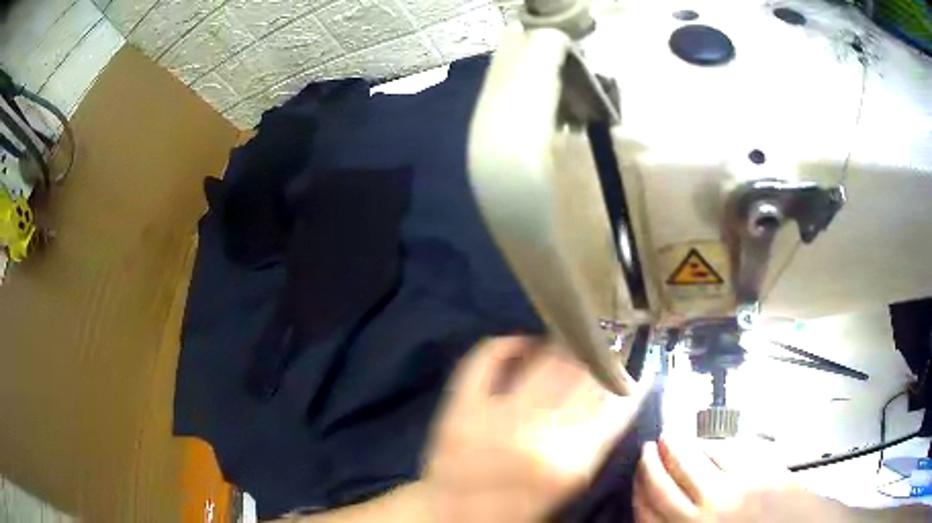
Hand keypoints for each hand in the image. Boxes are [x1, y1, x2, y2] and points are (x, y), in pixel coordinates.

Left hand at [424, 336, 642, 522]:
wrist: (454, 516)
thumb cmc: (519, 505)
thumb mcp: (570, 481)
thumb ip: (598, 439)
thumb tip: (620, 392)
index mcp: (572, 461)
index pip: (615, 402)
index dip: (627, 376)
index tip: (633, 359)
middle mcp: (539, 435)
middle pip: (582, 372)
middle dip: (598, 354)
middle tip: (601, 344)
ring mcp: (495, 418)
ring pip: (544, 360)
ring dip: (563, 346)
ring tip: (570, 342)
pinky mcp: (460, 406)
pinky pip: (487, 357)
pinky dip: (508, 344)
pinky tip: (523, 345)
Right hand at [634, 437, 851, 522]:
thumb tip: (664, 511)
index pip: (649, 512)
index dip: (638, 490)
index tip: (636, 473)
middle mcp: (703, 515)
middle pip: (665, 486)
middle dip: (652, 465)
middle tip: (647, 448)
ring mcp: (732, 491)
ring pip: (695, 464)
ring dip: (679, 448)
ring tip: (671, 435)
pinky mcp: (757, 471)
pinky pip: (728, 453)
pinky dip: (714, 445)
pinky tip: (710, 441)